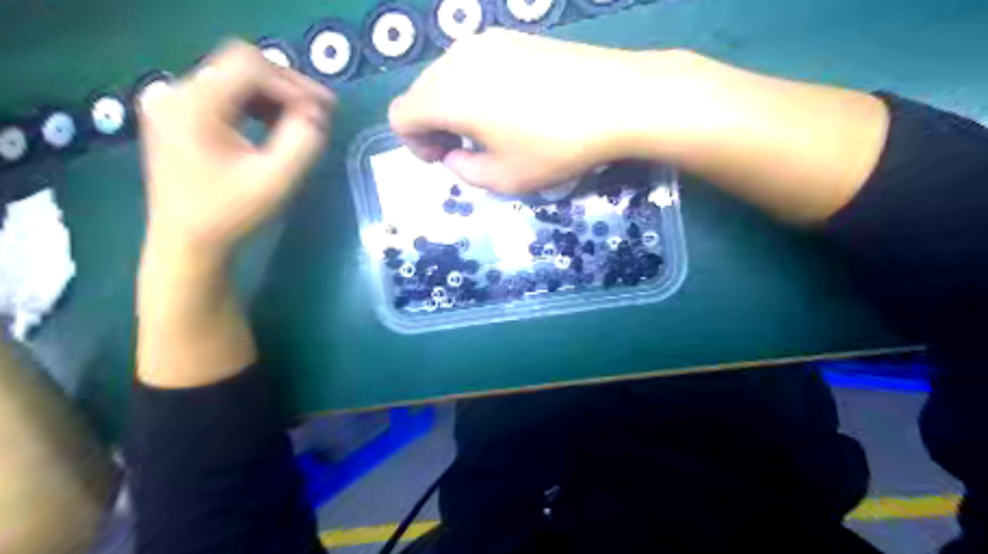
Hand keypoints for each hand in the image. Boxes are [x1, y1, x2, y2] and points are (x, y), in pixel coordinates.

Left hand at [137, 40, 336, 255]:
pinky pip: (226, 93)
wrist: (188, 241)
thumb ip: (303, 143)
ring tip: (305, 119)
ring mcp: (175, 102)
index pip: (250, 67)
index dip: (293, 85)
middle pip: (241, 64)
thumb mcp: (276, 181)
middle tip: (322, 111)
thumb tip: (317, 115)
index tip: (324, 111)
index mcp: (194, 105)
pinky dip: (258, 103)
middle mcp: (177, 93)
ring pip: (236, 77)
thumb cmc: (231, 215)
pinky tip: (276, 124)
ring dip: (276, 94)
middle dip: (287, 86)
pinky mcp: (180, 115)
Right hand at [391, 30, 658, 195]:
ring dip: (454, 106)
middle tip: (465, 151)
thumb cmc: (554, 146)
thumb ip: (464, 172)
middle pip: (421, 93)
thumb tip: (454, 156)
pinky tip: (511, 106)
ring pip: (448, 76)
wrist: (617, 99)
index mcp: (447, 95)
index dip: (413, 144)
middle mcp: (457, 58)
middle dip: (432, 126)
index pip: (401, 115)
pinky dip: (476, 89)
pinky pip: (476, 65)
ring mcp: (487, 41)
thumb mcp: (504, 178)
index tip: (444, 159)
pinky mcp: (514, 36)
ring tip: (490, 130)